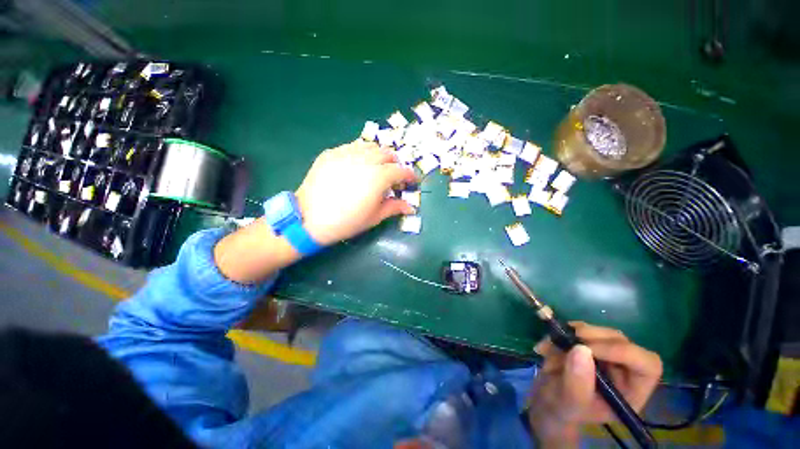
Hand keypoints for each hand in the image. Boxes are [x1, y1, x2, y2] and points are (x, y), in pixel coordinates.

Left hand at [295, 140, 418, 244]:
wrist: (309, 219)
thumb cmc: (346, 221)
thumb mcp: (374, 217)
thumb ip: (395, 207)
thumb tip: (411, 207)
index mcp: (378, 177)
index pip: (401, 170)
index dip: (409, 175)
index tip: (412, 181)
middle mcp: (364, 160)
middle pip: (387, 153)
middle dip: (395, 163)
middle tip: (394, 176)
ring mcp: (346, 154)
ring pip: (370, 146)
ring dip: (379, 156)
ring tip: (377, 168)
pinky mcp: (331, 153)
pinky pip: (351, 147)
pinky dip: (361, 153)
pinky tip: (357, 165)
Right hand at [527, 322, 661, 447]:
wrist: (546, 401)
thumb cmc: (562, 410)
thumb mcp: (569, 403)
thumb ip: (577, 383)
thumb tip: (581, 349)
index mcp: (632, 391)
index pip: (647, 364)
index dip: (621, 351)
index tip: (586, 348)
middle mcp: (624, 370)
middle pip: (621, 341)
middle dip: (590, 337)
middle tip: (563, 339)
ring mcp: (605, 355)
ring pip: (598, 332)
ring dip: (570, 335)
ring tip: (549, 348)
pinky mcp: (587, 344)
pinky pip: (578, 329)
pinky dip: (560, 332)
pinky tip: (546, 346)